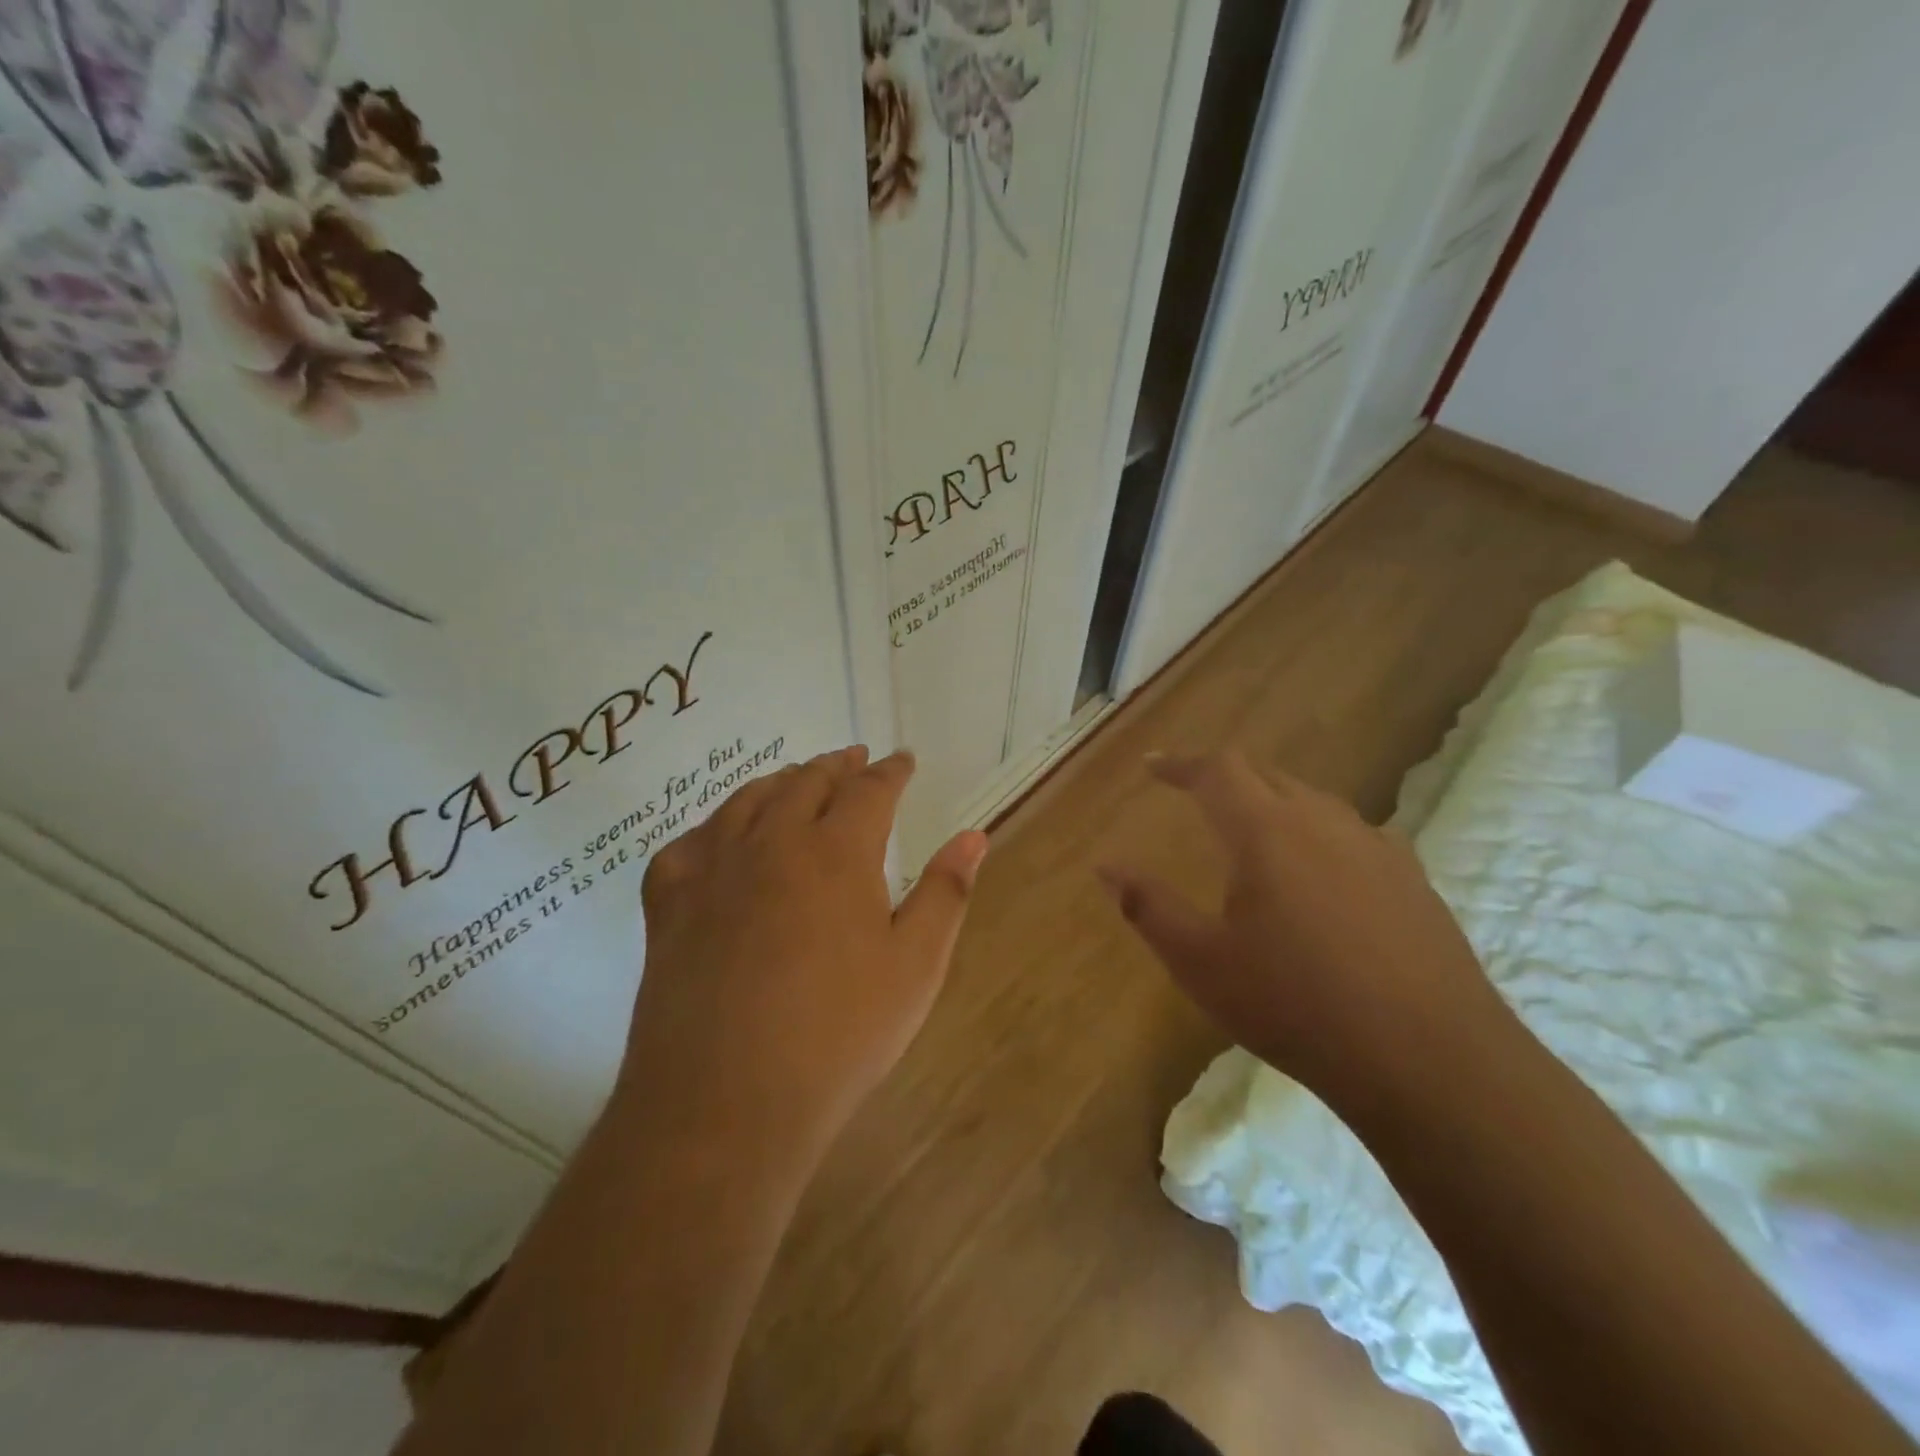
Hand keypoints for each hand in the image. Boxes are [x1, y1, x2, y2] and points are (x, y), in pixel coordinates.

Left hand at [617, 745, 987, 1157]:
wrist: (726, 1103)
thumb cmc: (838, 1035)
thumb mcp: (915, 967)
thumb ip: (946, 892)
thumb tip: (974, 835)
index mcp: (836, 852)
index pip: (870, 790)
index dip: (891, 771)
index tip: (903, 760)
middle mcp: (772, 842)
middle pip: (807, 782)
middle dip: (837, 765)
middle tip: (855, 759)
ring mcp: (713, 869)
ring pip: (748, 801)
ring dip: (780, 782)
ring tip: (797, 781)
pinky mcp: (669, 904)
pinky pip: (689, 844)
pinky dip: (714, 828)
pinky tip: (721, 839)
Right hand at [1098, 752, 1507, 1116]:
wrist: (1429, 1060)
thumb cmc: (1295, 1005)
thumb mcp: (1201, 962)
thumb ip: (1148, 906)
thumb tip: (1105, 864)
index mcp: (1267, 832)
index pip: (1218, 770)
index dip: (1181, 764)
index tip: (1153, 767)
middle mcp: (1323, 822)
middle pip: (1267, 775)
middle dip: (1225, 776)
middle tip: (1195, 793)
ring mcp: (1376, 847)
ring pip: (1313, 801)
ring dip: (1273, 802)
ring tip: (1252, 831)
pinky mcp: (1412, 879)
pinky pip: (1352, 833)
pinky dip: (1318, 834)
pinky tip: (1321, 873)